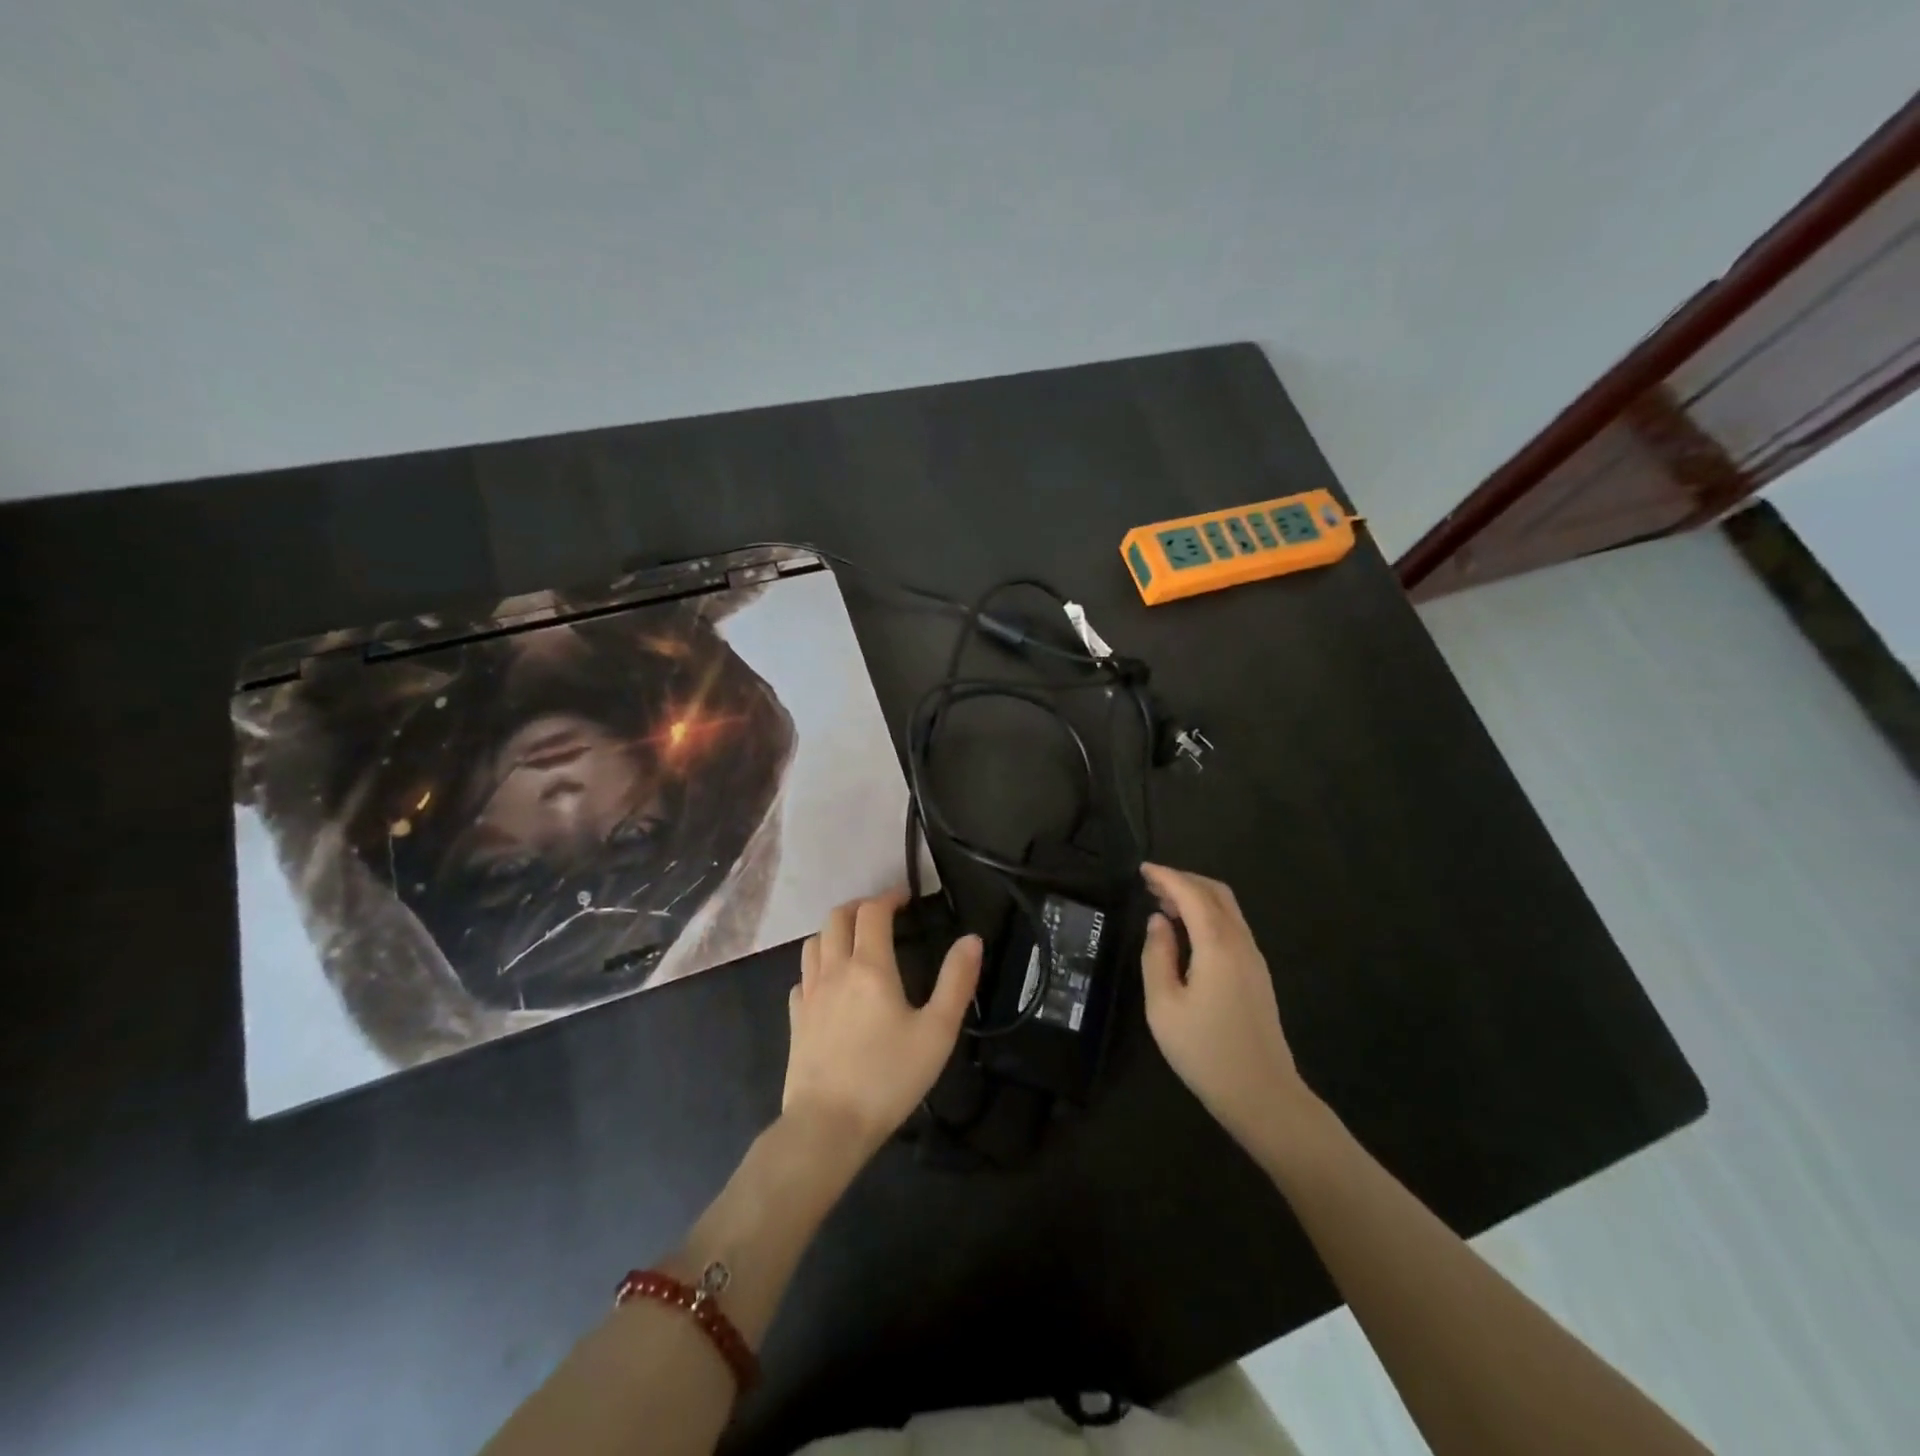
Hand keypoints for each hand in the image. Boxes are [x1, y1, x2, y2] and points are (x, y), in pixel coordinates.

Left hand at [783, 889, 981, 1159]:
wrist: (828, 1125)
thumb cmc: (889, 1077)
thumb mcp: (937, 1032)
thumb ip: (956, 981)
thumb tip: (972, 939)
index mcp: (870, 966)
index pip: (873, 912)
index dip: (889, 897)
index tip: (906, 897)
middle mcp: (835, 969)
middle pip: (837, 917)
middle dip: (860, 906)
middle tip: (882, 913)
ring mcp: (810, 994)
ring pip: (814, 942)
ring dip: (835, 930)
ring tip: (855, 941)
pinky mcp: (796, 1019)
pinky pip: (803, 976)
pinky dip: (818, 966)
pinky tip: (830, 983)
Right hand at [1139, 863, 1315, 1151]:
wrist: (1263, 1095)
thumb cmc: (1205, 1051)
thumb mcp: (1164, 1005)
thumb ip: (1157, 955)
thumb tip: (1158, 922)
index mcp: (1217, 945)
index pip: (1191, 894)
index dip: (1166, 876)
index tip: (1141, 869)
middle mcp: (1241, 942)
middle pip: (1216, 893)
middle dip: (1183, 880)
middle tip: (1151, 884)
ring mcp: (1254, 958)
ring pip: (1227, 909)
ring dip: (1197, 897)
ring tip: (1164, 904)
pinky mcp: (1257, 974)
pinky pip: (1232, 927)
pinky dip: (1208, 915)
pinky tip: (1187, 932)